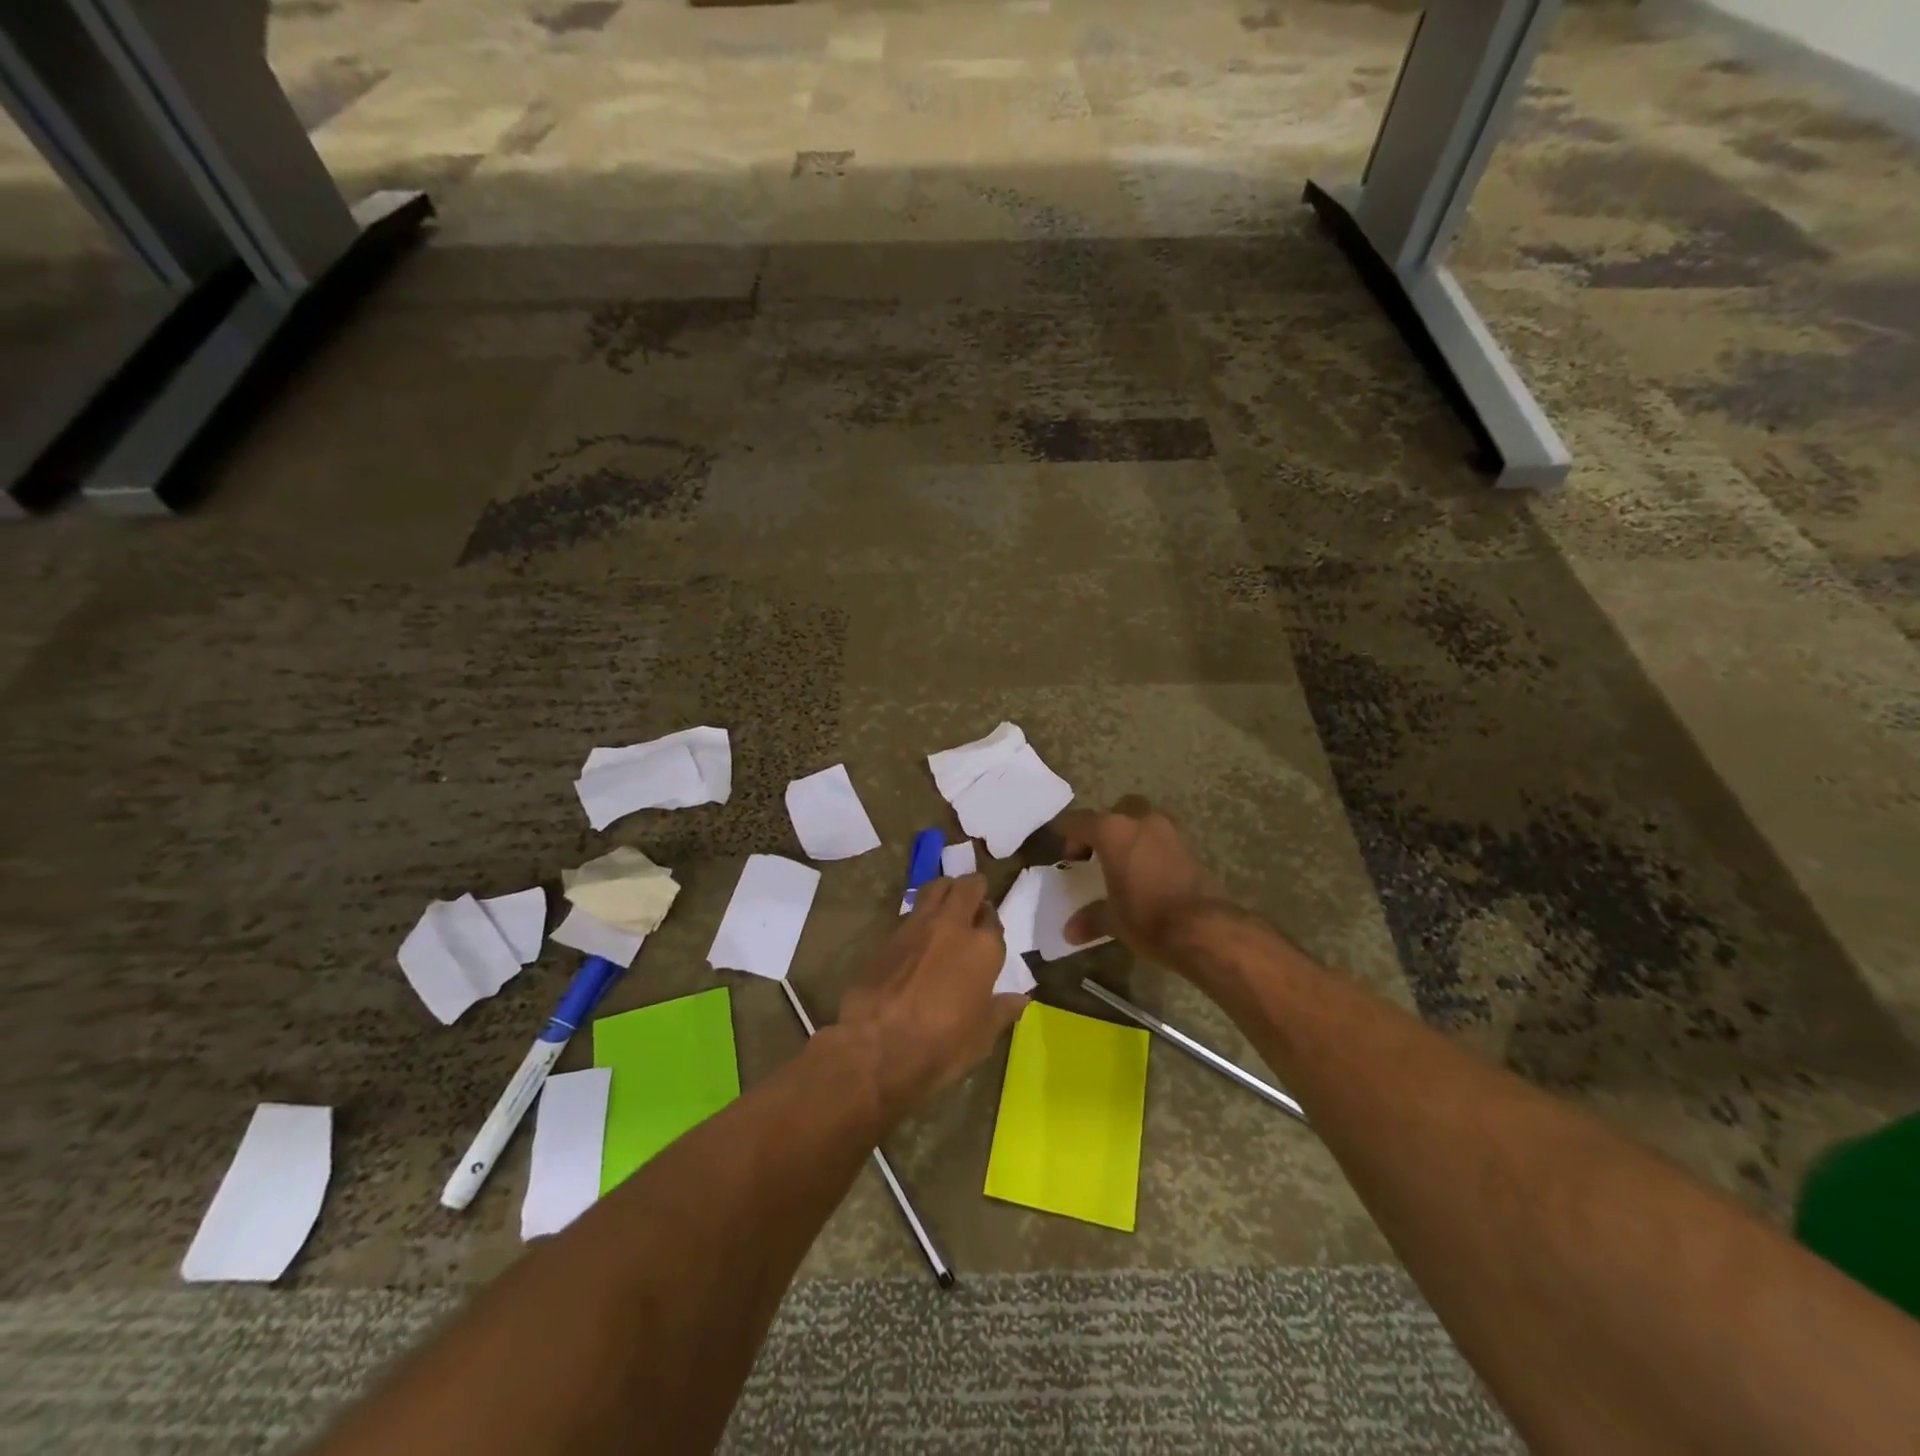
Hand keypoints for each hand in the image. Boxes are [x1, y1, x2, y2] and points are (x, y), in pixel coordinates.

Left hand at [836, 875, 1026, 1120]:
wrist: (876, 1044)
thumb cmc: (940, 1045)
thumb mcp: (981, 1037)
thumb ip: (1001, 1011)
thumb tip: (1021, 999)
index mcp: (983, 948)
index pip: (993, 920)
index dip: (992, 924)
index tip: (989, 932)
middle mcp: (952, 926)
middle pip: (967, 887)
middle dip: (973, 888)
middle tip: (973, 901)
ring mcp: (917, 926)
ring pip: (936, 888)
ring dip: (945, 891)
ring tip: (947, 906)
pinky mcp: (888, 935)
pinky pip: (911, 912)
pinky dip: (920, 914)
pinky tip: (918, 934)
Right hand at [1056, 796, 1232, 964]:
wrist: (1203, 929)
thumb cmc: (1146, 917)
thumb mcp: (1113, 920)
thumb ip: (1090, 918)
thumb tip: (1070, 931)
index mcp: (1112, 831)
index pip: (1079, 821)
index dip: (1066, 833)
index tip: (1062, 850)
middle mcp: (1140, 821)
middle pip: (1116, 811)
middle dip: (1104, 828)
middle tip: (1097, 854)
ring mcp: (1169, 831)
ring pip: (1144, 820)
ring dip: (1132, 836)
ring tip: (1124, 864)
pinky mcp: (1190, 847)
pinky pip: (1162, 839)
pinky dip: (1152, 849)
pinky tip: (1147, 874)